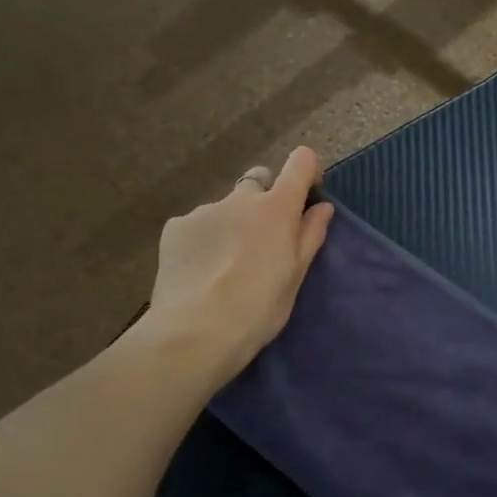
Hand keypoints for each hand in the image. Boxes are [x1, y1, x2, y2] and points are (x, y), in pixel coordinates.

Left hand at [142, 147, 335, 388]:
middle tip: (263, 237)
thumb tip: (322, 207)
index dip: (306, 170)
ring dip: (232, 222)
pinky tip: (200, 270)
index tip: (306, 192)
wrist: (195, 332)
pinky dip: (204, 238)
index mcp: (276, 209)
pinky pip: (197, 224)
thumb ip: (310, 236)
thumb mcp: (295, 276)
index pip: (300, 163)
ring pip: (225, 206)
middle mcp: (240, 199)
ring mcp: (204, 210)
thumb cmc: (258, 309)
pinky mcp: (175, 227)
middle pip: (258, 181)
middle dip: (264, 199)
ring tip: (226, 264)